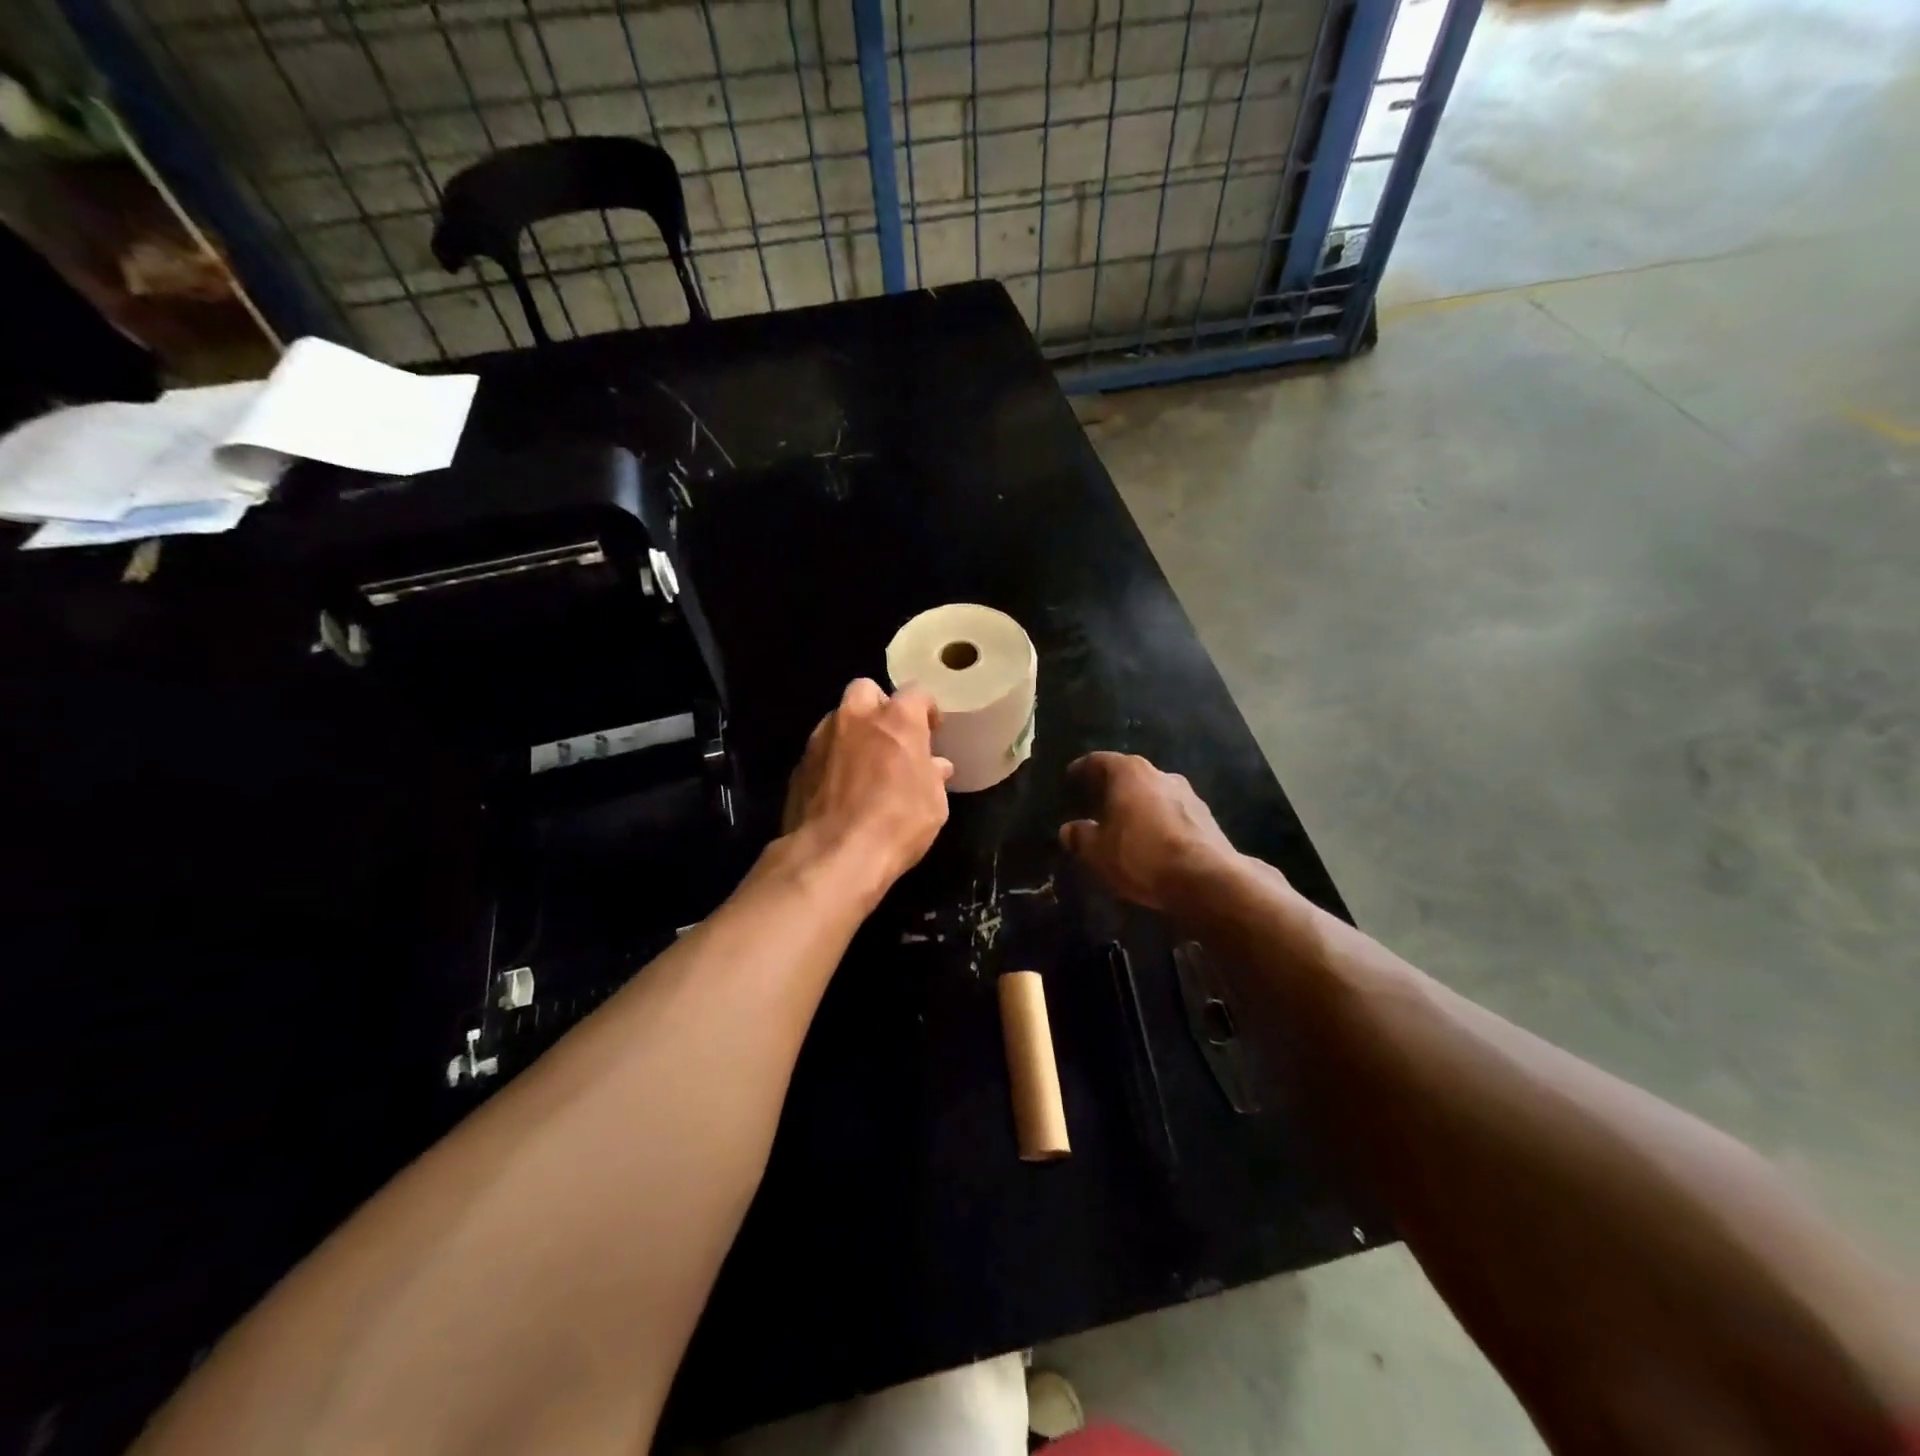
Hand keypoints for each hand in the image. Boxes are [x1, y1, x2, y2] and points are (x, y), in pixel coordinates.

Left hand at [783, 679, 953, 896]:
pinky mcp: (800, 766)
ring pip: (838, 718)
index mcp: (896, 719)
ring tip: (865, 764)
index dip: (926, 710)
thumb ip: (933, 776)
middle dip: (879, 706)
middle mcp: (856, 717)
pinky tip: (841, 788)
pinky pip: (821, 751)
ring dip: (853, 733)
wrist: (834, 854)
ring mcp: (821, 739)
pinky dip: (833, 760)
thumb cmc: (898, 822)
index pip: (916, 693)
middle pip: (866, 690)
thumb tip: (936, 767)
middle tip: (891, 737)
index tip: (932, 731)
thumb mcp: (934, 803)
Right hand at [1059, 752, 1238, 911]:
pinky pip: (1172, 814)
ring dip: (1138, 807)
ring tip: (1123, 826)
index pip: (1099, 760)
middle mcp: (1160, 774)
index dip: (1082, 769)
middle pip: (1129, 775)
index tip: (1070, 778)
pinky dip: (1158, 823)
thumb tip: (1069, 829)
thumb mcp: (1098, 852)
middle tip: (1094, 805)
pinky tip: (1151, 843)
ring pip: (1153, 794)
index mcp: (1130, 772)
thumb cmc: (1142, 855)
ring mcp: (1189, 794)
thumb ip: (1080, 837)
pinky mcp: (1207, 818)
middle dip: (1111, 789)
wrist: (1207, 879)